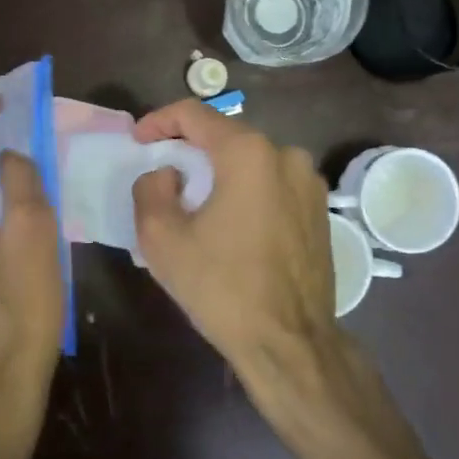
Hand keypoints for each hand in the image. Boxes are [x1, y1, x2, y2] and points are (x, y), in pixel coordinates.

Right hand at [130, 100, 336, 373]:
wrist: (290, 343)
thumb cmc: (222, 287)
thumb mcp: (162, 239)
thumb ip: (150, 189)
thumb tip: (166, 174)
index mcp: (249, 153)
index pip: (194, 114)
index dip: (159, 121)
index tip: (138, 141)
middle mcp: (286, 155)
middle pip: (225, 136)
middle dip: (189, 149)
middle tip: (161, 173)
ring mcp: (309, 182)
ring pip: (251, 161)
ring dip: (219, 172)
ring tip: (194, 202)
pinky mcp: (320, 209)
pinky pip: (272, 184)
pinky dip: (246, 191)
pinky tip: (230, 223)